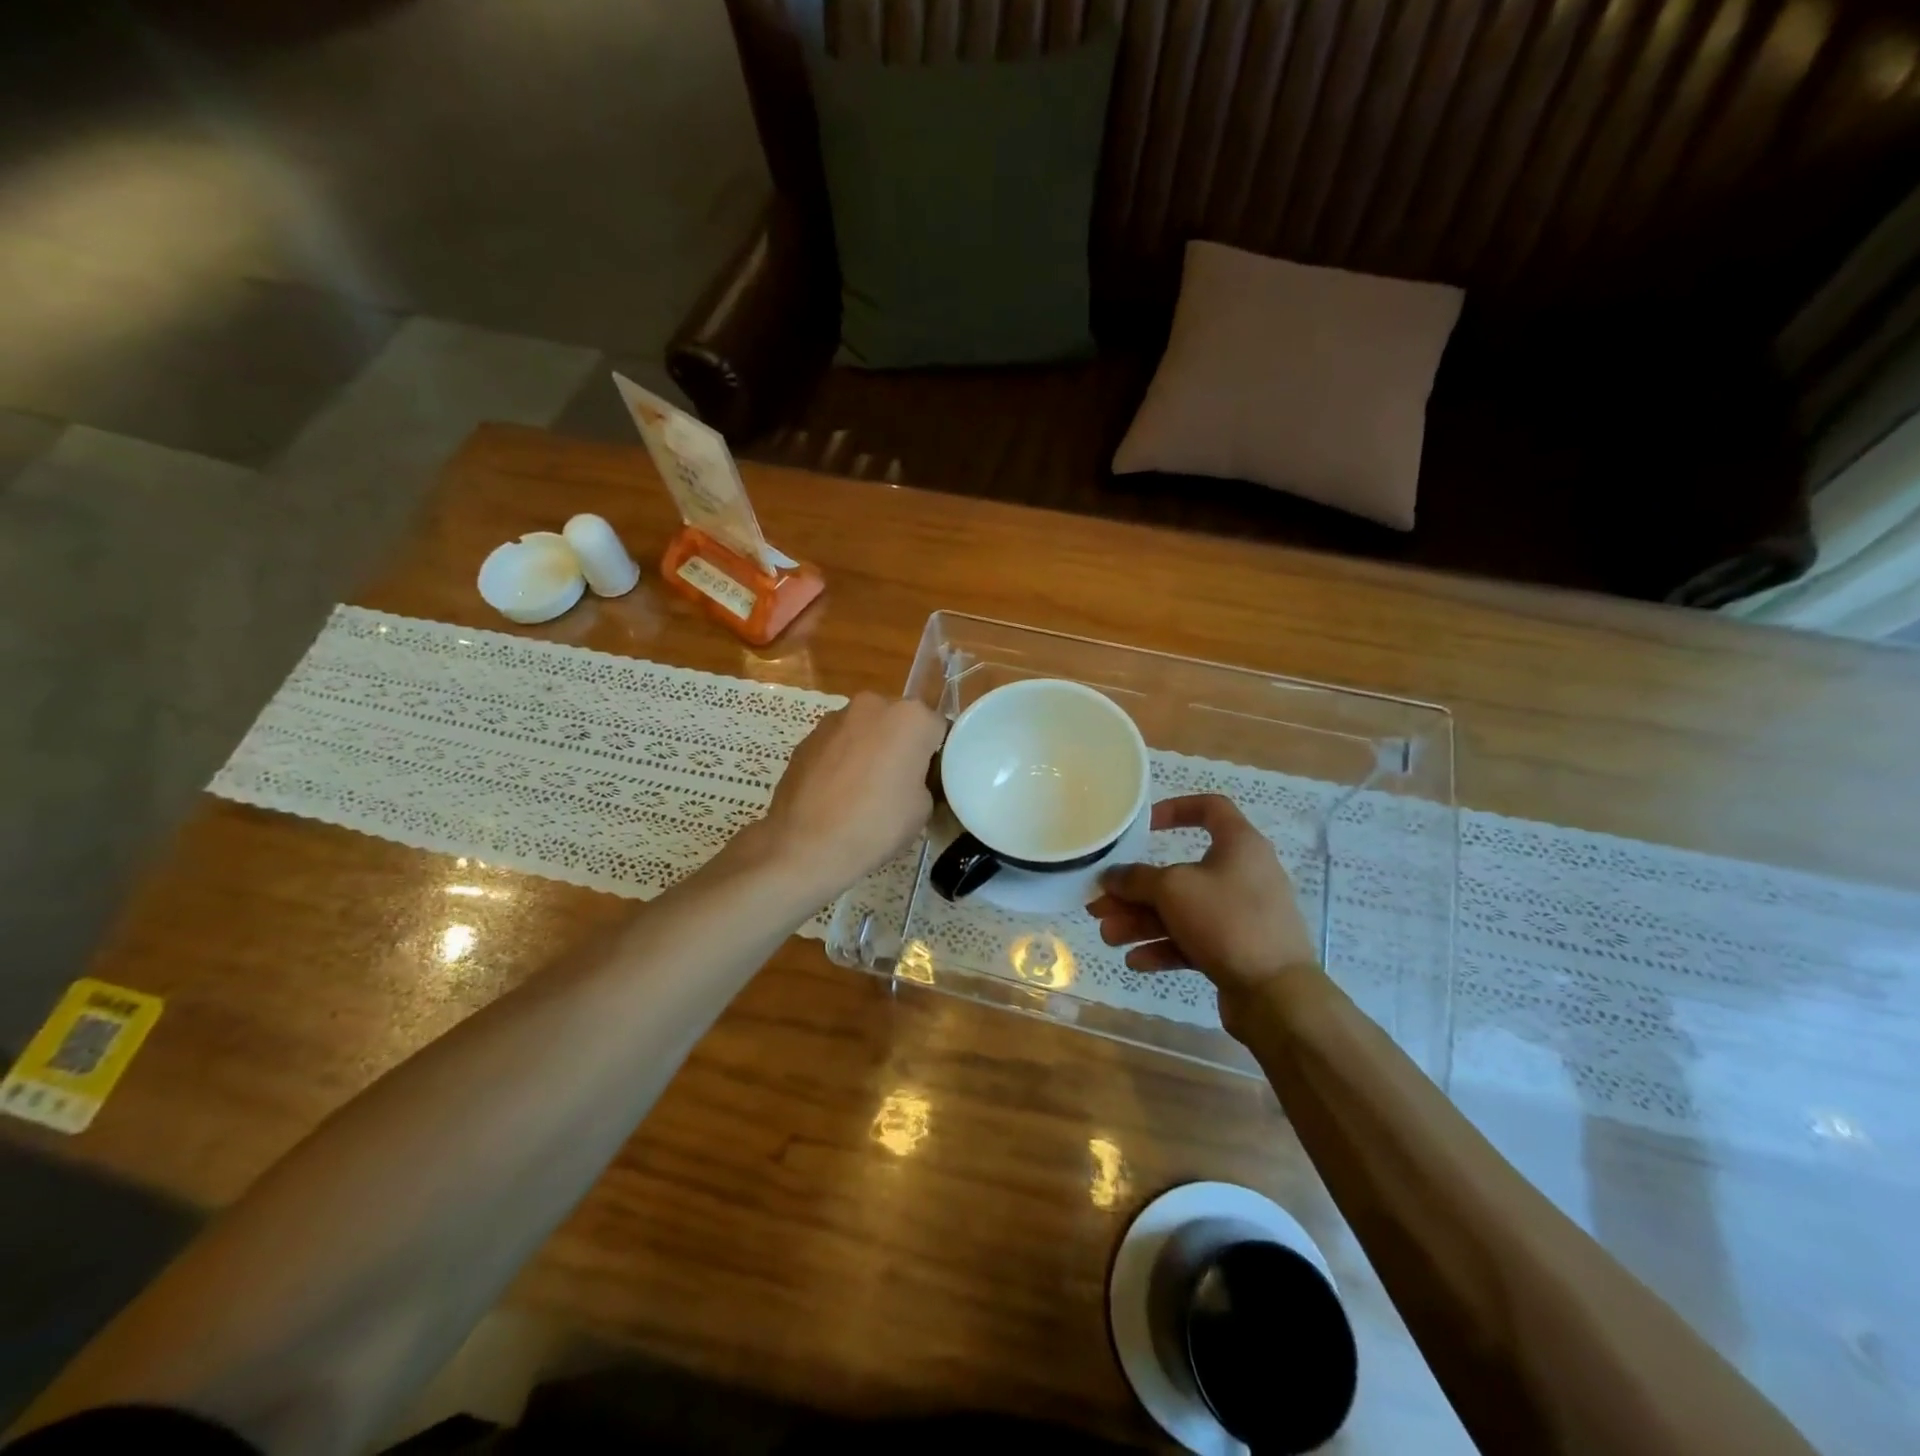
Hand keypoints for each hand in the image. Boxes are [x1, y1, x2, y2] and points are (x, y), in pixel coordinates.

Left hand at [749, 692, 945, 897]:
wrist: (805, 845)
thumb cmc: (876, 824)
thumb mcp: (923, 808)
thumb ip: (925, 778)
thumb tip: (913, 777)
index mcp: (910, 717)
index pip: (938, 728)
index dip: (937, 755)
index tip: (931, 779)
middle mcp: (873, 705)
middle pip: (899, 722)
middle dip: (902, 745)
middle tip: (900, 784)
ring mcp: (835, 719)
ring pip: (866, 730)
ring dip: (870, 750)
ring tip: (863, 791)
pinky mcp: (807, 737)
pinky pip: (838, 744)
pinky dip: (843, 760)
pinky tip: (837, 793)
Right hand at [1087, 795, 1320, 1020]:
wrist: (1277, 995)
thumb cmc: (1227, 921)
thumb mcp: (1173, 890)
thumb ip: (1136, 879)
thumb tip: (1111, 876)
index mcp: (1239, 845)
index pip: (1210, 808)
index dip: (1176, 809)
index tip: (1144, 826)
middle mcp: (1243, 875)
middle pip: (1180, 873)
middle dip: (1137, 890)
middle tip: (1102, 903)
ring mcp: (1241, 916)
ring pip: (1182, 911)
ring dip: (1142, 922)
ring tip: (1108, 937)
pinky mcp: (1237, 950)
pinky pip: (1193, 941)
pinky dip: (1164, 947)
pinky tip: (1135, 961)